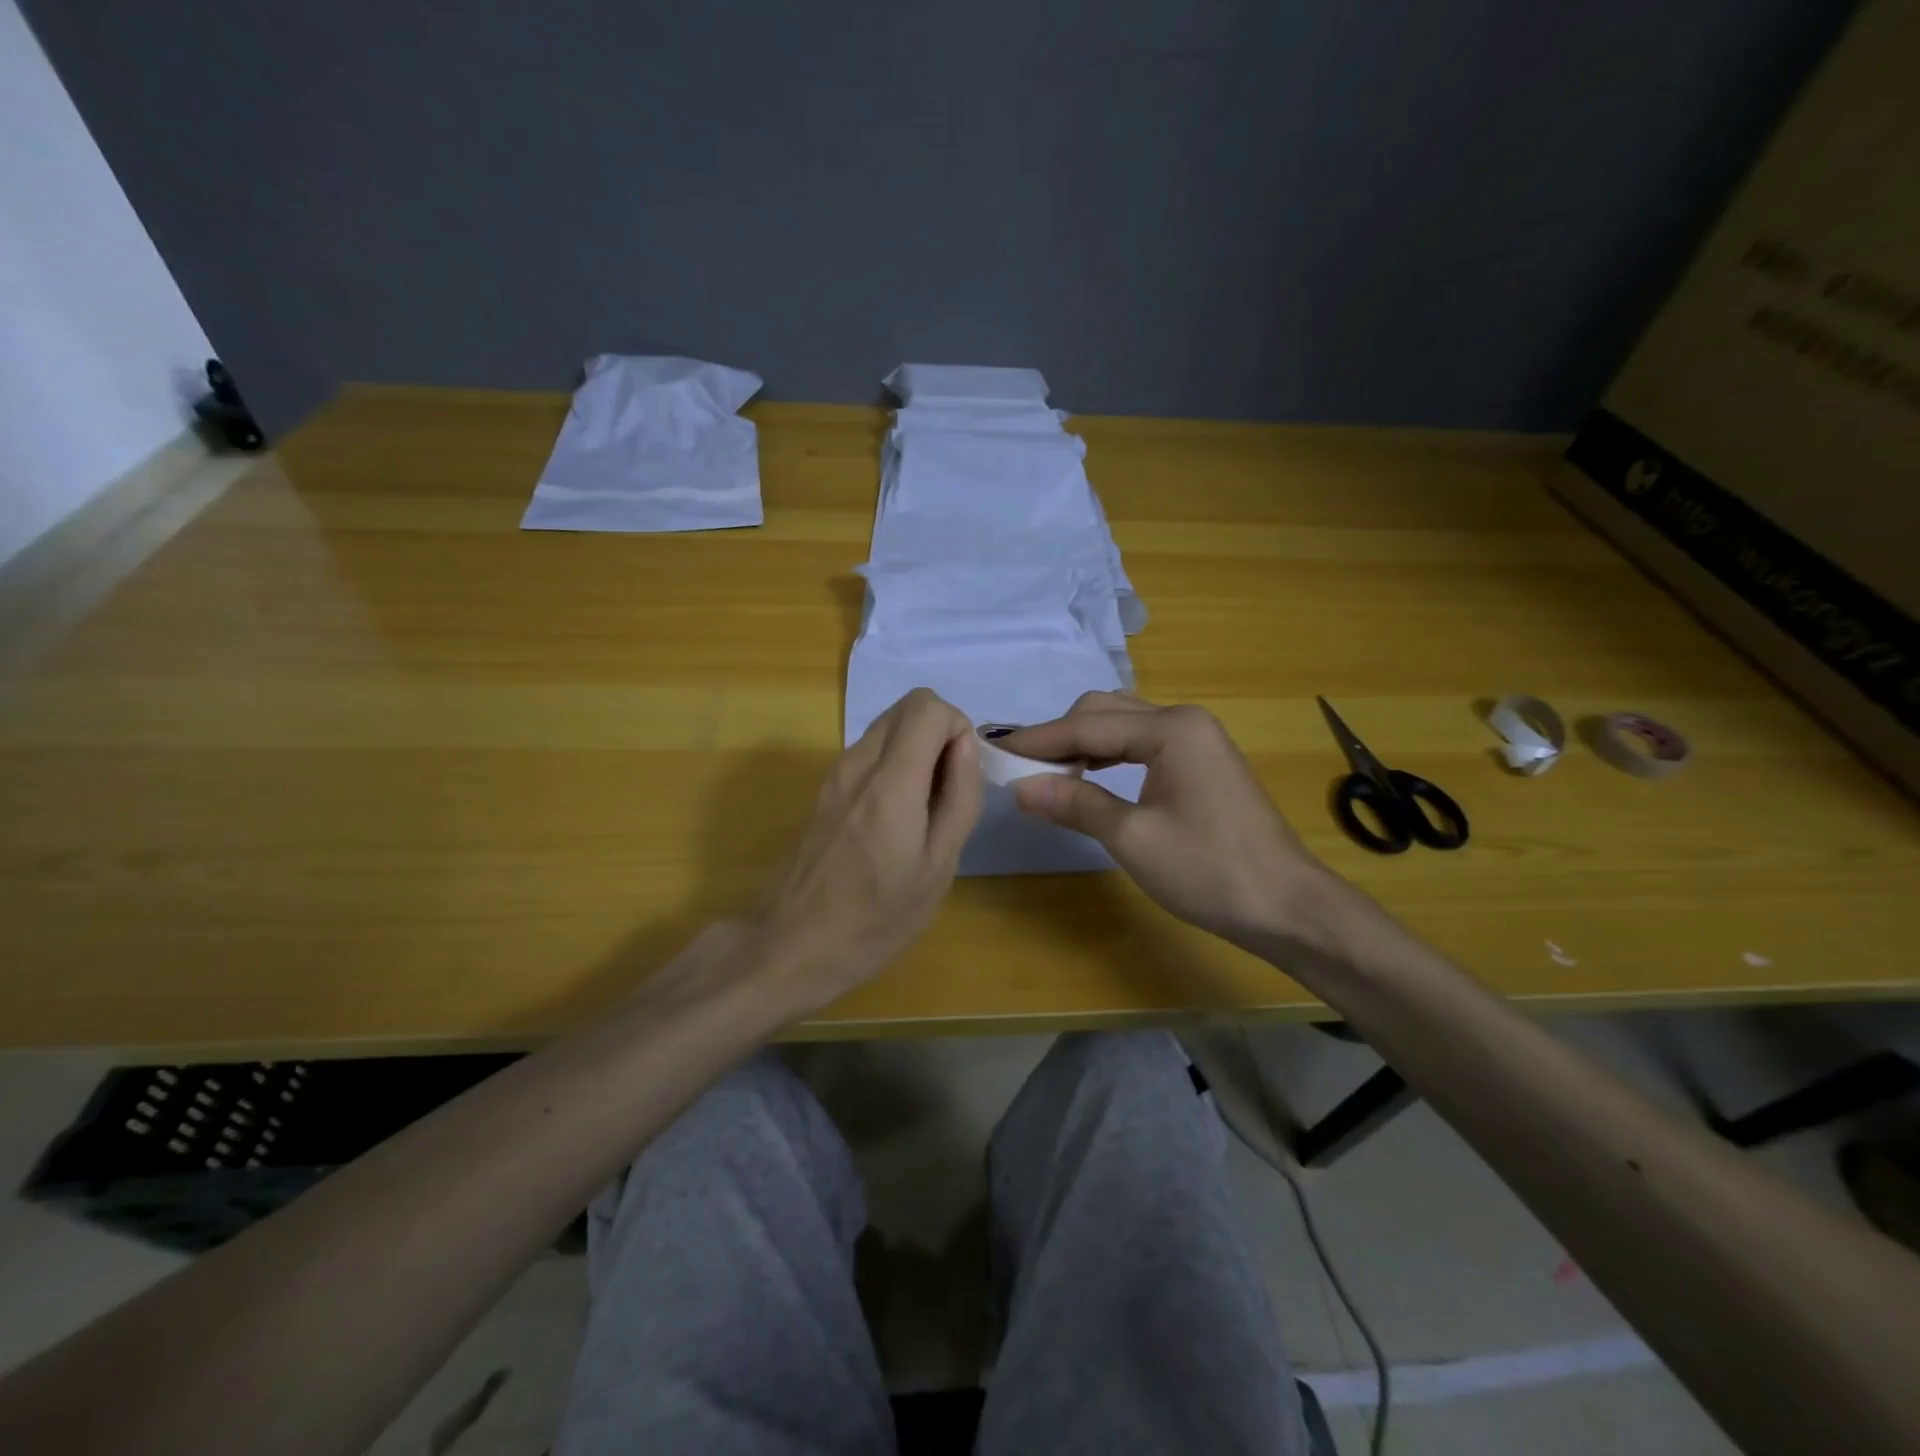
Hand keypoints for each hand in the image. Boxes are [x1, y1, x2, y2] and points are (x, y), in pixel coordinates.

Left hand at [752, 688, 979, 1011]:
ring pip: (888, 726)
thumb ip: (959, 797)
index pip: (928, 706)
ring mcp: (836, 772)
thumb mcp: (938, 866)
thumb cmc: (877, 917)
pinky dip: (895, 763)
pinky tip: (897, 818)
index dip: (958, 728)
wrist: (794, 944)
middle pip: (908, 706)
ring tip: (925, 809)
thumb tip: (966, 746)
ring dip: (917, 749)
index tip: (963, 775)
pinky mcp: (826, 788)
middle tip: (949, 789)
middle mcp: (858, 762)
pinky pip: (870, 751)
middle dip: (940, 733)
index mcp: (891, 781)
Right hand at [1001, 693, 1330, 948]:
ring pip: (1122, 725)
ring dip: (1082, 744)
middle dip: (1058, 736)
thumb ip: (1075, 803)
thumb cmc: (1210, 871)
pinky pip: (1141, 743)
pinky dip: (1108, 755)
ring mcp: (1197, 739)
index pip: (1086, 726)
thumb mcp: (1133, 838)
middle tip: (1019, 766)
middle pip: (1104, 712)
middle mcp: (1183, 720)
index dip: (1037, 740)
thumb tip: (1020, 787)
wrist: (1286, 905)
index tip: (993, 749)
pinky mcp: (1201, 761)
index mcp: (1171, 729)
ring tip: (1046, 772)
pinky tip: (1089, 776)